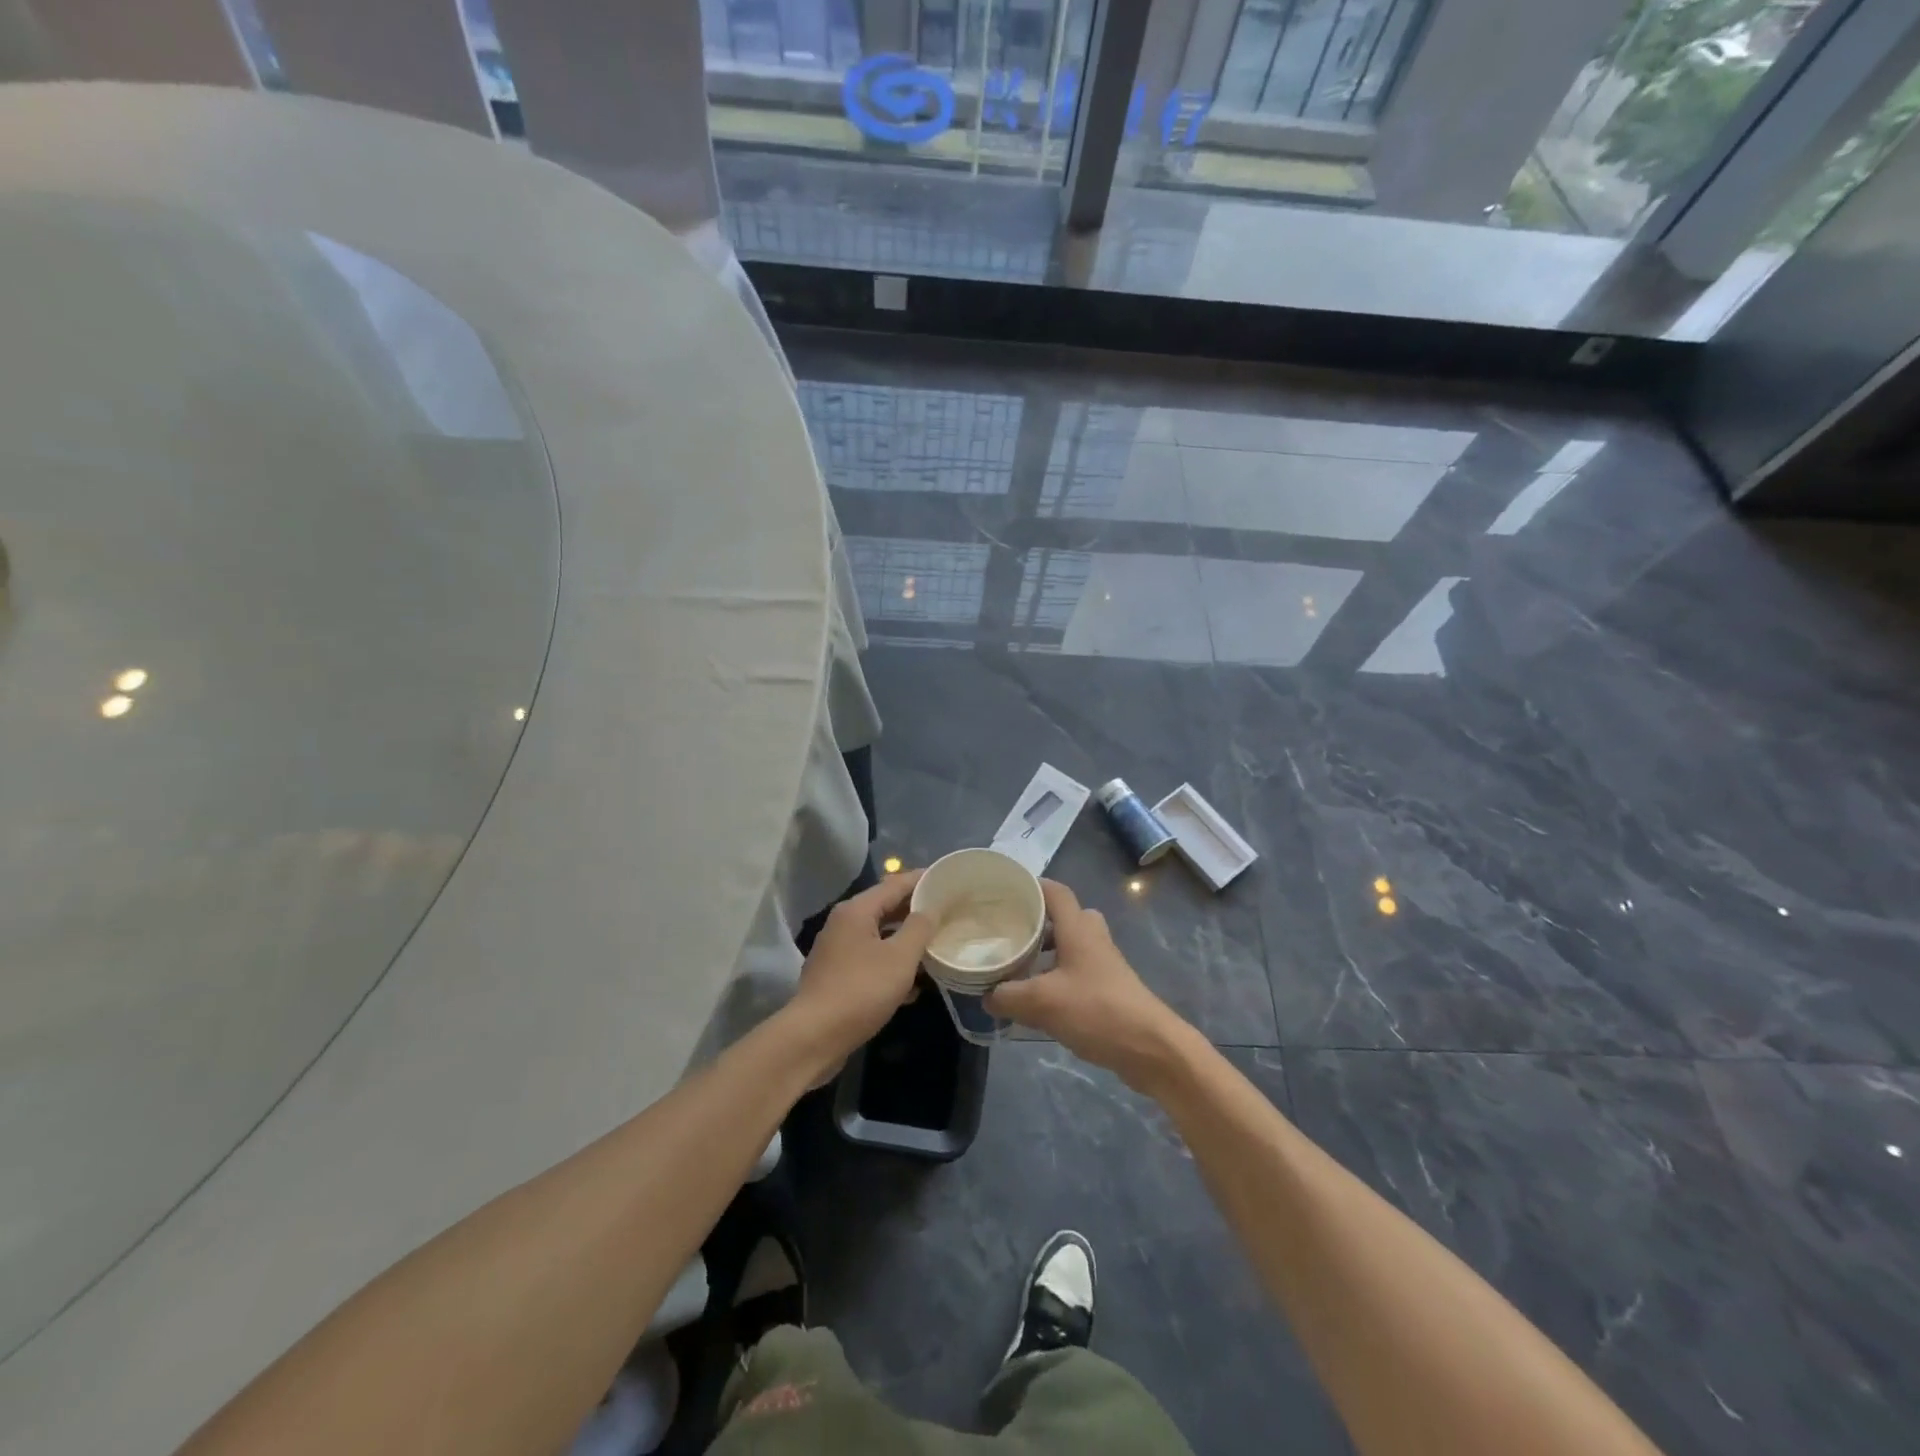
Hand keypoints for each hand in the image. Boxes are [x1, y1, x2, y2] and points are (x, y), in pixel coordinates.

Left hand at [783, 871, 934, 1065]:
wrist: (815, 1037)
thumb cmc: (861, 990)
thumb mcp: (900, 958)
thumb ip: (919, 928)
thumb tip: (930, 909)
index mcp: (856, 911)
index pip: (895, 884)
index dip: (922, 880)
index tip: (947, 879)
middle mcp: (843, 924)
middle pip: (886, 908)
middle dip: (916, 912)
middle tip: (947, 913)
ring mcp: (837, 951)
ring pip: (879, 936)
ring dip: (906, 941)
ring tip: (935, 946)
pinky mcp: (837, 976)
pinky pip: (871, 960)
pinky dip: (891, 964)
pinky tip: (914, 985)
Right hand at [985, 880, 1193, 1088]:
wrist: (1150, 1047)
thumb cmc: (1096, 1010)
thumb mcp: (1041, 1002)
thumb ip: (1008, 996)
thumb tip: (987, 995)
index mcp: (1078, 928)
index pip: (1055, 891)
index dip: (1031, 886)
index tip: (1004, 892)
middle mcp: (1092, 938)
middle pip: (1063, 917)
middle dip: (1036, 922)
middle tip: (1008, 932)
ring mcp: (1104, 963)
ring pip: (1070, 945)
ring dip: (1045, 952)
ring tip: (1016, 967)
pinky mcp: (1109, 988)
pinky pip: (1076, 971)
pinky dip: (1056, 976)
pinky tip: (1038, 999)